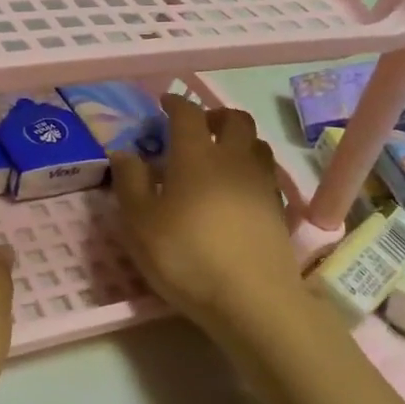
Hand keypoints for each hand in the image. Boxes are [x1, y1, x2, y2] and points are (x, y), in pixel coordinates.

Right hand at [111, 95, 304, 346]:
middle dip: (215, 115)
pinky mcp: (280, 210)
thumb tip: (124, 152)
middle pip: (234, 119)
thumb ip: (130, 183)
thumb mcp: (140, 223)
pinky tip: (239, 191)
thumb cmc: (187, 256)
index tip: (164, 104)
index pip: (188, 113)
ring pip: (256, 144)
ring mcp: (261, 183)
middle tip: (197, 127)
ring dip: (238, 140)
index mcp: (196, 155)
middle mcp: (233, 159)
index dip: (175, 103)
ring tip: (220, 157)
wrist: (253, 300)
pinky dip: (252, 170)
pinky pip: (267, 174)